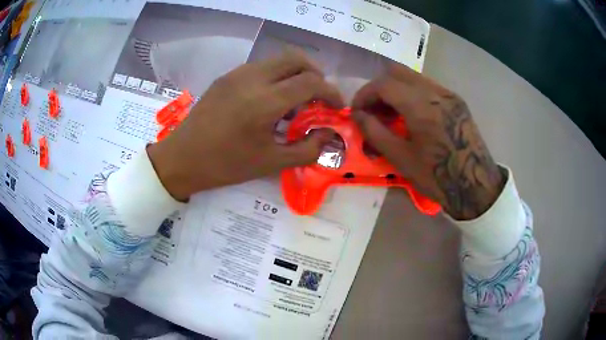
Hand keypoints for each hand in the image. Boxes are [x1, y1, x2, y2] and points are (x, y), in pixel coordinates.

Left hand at [148, 52, 342, 200]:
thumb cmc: (226, 165)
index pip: (311, 82)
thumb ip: (307, 149)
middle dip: (316, 73)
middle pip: (297, 58)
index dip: (331, 92)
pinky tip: (270, 99)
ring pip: (278, 60)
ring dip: (295, 73)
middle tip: (318, 96)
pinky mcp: (227, 76)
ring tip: (295, 99)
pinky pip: (261, 67)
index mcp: (265, 102)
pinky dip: (276, 76)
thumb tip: (328, 135)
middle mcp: (253, 78)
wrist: (183, 158)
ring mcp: (238, 74)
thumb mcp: (270, 163)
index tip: (335, 106)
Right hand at [351, 64, 504, 219]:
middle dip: (379, 87)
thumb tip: (357, 115)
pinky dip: (412, 94)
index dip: (364, 95)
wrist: (475, 186)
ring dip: (395, 89)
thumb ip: (375, 132)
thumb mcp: (401, 158)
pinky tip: (410, 115)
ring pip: (413, 77)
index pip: (384, 84)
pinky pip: (427, 86)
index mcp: (421, 106)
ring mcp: (448, 94)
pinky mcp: (456, 101)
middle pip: (397, 72)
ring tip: (390, 114)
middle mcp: (435, 91)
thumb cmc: (437, 177)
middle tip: (372, 109)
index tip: (357, 111)